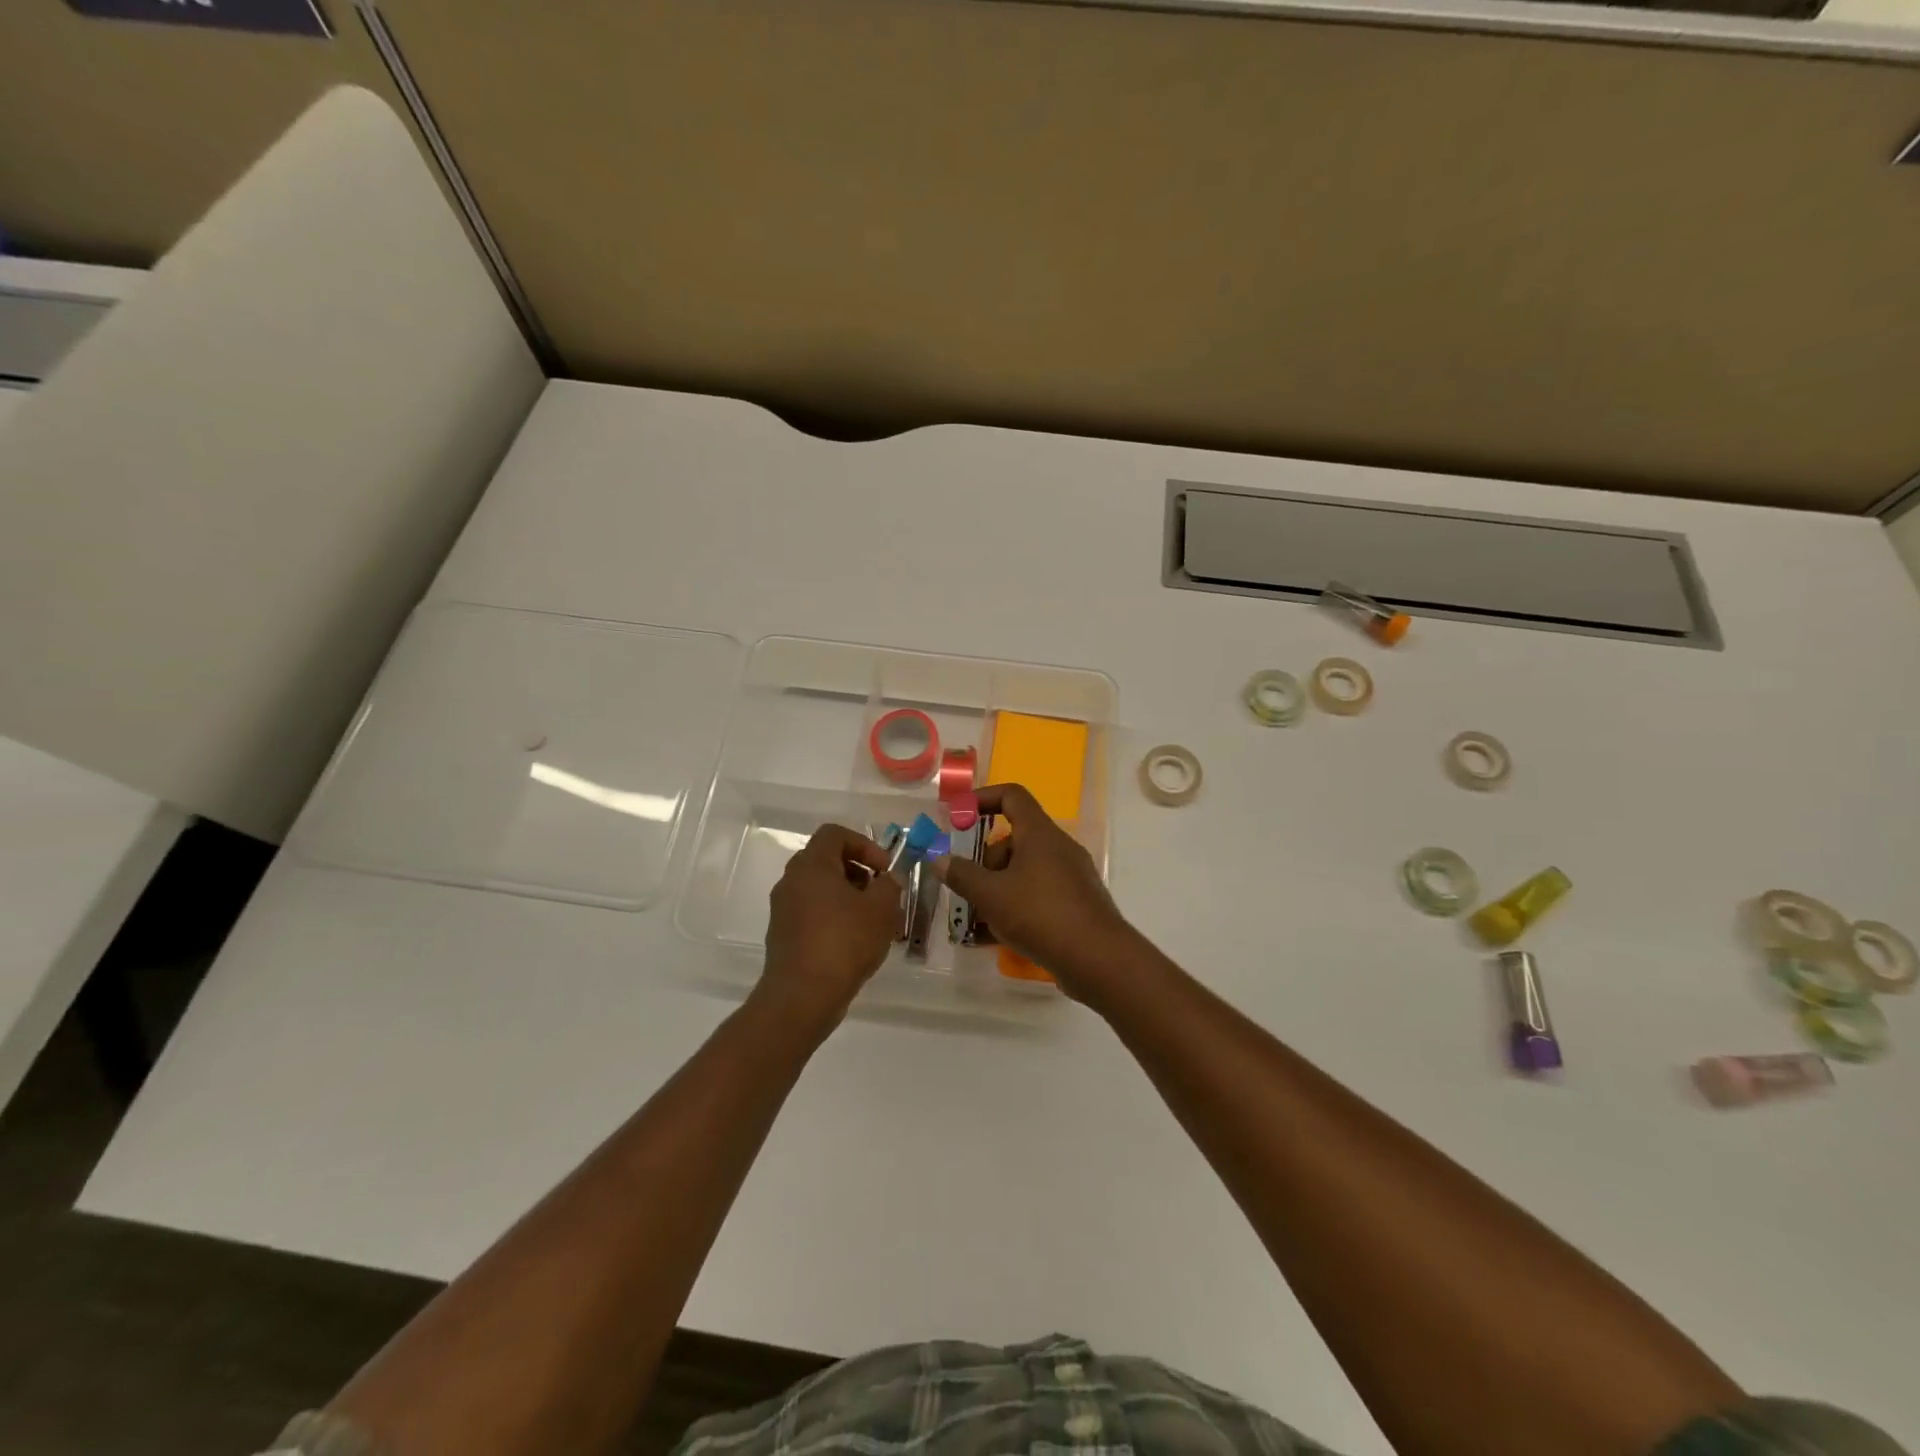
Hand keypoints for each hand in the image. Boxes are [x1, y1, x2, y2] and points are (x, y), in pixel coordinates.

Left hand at [761, 824, 899, 1024]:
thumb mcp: (881, 909)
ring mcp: (784, 909)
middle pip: (826, 860)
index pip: (834, 834)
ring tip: (874, 921)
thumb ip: (890, 885)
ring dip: (848, 896)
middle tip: (880, 893)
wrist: (802, 996)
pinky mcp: (783, 935)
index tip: (883, 869)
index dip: (864, 844)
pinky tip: (856, 942)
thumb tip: (888, 879)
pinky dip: (834, 917)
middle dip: (858, 872)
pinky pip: (812, 913)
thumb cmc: (844, 942)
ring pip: (820, 889)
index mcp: (811, 866)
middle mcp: (791, 881)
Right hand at [931, 784, 1135, 1000]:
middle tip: (965, 887)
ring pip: (1023, 872)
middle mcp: (1058, 848)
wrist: (1098, 960)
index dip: (983, 798)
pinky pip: (1037, 896)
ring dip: (996, 889)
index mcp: (1040, 833)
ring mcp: (1070, 877)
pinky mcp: (1075, 904)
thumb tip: (938, 857)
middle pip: (1013, 840)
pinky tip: (993, 938)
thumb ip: (961, 874)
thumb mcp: (991, 895)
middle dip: (984, 861)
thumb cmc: (1041, 915)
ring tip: (973, 920)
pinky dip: (1014, 908)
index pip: (1012, 796)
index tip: (958, 817)